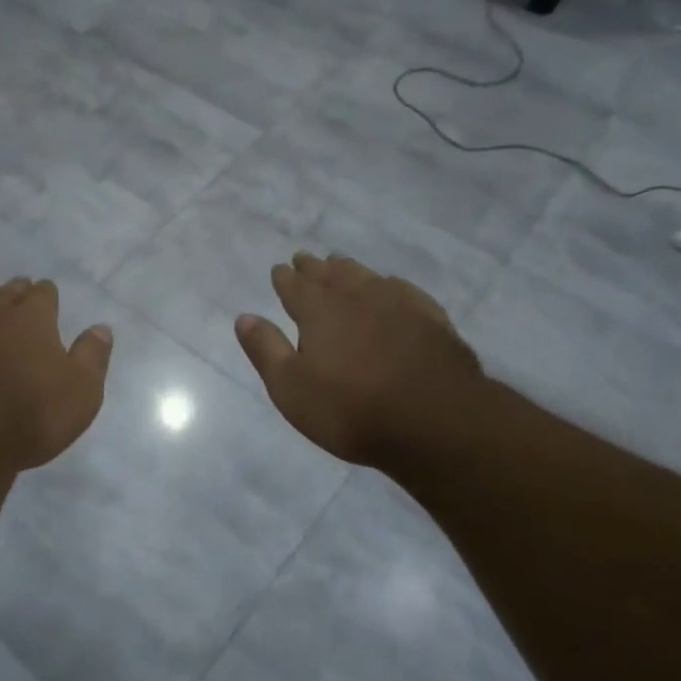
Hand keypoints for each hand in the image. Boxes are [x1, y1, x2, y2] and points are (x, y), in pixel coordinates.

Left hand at [0, 278, 112, 471]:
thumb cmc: (30, 414)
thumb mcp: (81, 392)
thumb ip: (92, 356)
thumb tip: (101, 328)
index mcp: (34, 316)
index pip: (44, 292)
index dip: (48, 297)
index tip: (49, 305)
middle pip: (8, 289)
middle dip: (16, 293)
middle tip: (20, 301)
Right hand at [235, 253, 482, 468]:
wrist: (436, 421)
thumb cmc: (351, 409)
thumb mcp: (291, 388)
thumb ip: (266, 350)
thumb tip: (244, 316)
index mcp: (319, 312)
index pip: (295, 287)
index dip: (285, 278)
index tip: (279, 269)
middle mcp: (357, 298)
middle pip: (331, 276)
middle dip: (314, 267)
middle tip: (304, 258)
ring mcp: (398, 306)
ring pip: (367, 277)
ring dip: (350, 269)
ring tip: (340, 263)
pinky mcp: (432, 321)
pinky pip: (405, 291)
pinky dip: (390, 284)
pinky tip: (391, 286)